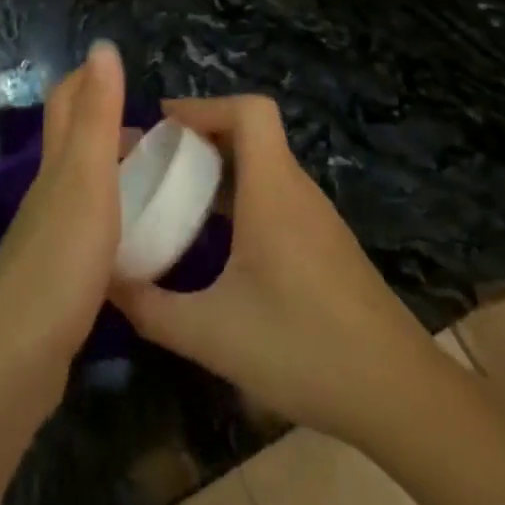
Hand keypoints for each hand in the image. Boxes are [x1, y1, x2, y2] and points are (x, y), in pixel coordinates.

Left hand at [0, 43, 128, 386]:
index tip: (122, 66)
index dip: (87, 78)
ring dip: (113, 173)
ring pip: (82, 190)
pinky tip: (139, 241)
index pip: (65, 104)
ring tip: (158, 180)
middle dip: (107, 126)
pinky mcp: (59, 281)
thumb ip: (96, 116)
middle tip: (161, 131)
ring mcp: (50, 240)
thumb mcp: (86, 180)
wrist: (16, 358)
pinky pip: (92, 233)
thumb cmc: (59, 261)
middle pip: (72, 145)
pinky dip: (115, 220)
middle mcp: (48, 196)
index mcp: (56, 168)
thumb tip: (101, 47)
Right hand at [110, 95, 440, 442]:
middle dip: (199, 135)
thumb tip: (103, 280)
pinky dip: (239, 196)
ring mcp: (315, 218)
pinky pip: (275, 195)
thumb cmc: (304, 349)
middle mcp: (296, 192)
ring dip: (218, 167)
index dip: (204, 106)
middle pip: (251, 132)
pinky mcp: (324, 244)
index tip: (161, 127)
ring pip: (263, 165)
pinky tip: (214, 241)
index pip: (250, 110)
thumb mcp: (210, 333)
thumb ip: (149, 307)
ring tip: (172, 196)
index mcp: (273, 191)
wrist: (401, 398)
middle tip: (153, 161)